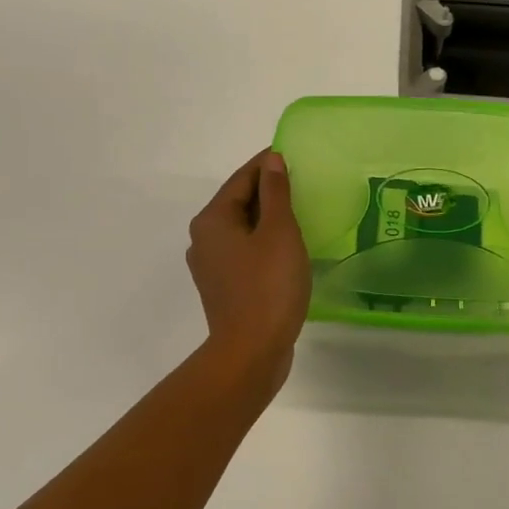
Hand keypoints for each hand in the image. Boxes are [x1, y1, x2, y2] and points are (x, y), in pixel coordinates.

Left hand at [187, 150, 310, 390]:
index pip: (243, 178)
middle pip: (239, 202)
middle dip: (269, 191)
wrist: (251, 353)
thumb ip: (276, 192)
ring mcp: (211, 265)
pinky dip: (264, 242)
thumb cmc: (268, 286)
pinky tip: (288, 248)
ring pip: (242, 228)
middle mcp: (204, 238)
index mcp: (212, 219)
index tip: (294, 155)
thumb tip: (272, 161)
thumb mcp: (279, 232)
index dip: (268, 164)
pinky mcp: (223, 287)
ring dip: (268, 218)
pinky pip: (245, 251)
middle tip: (303, 183)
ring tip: (300, 213)